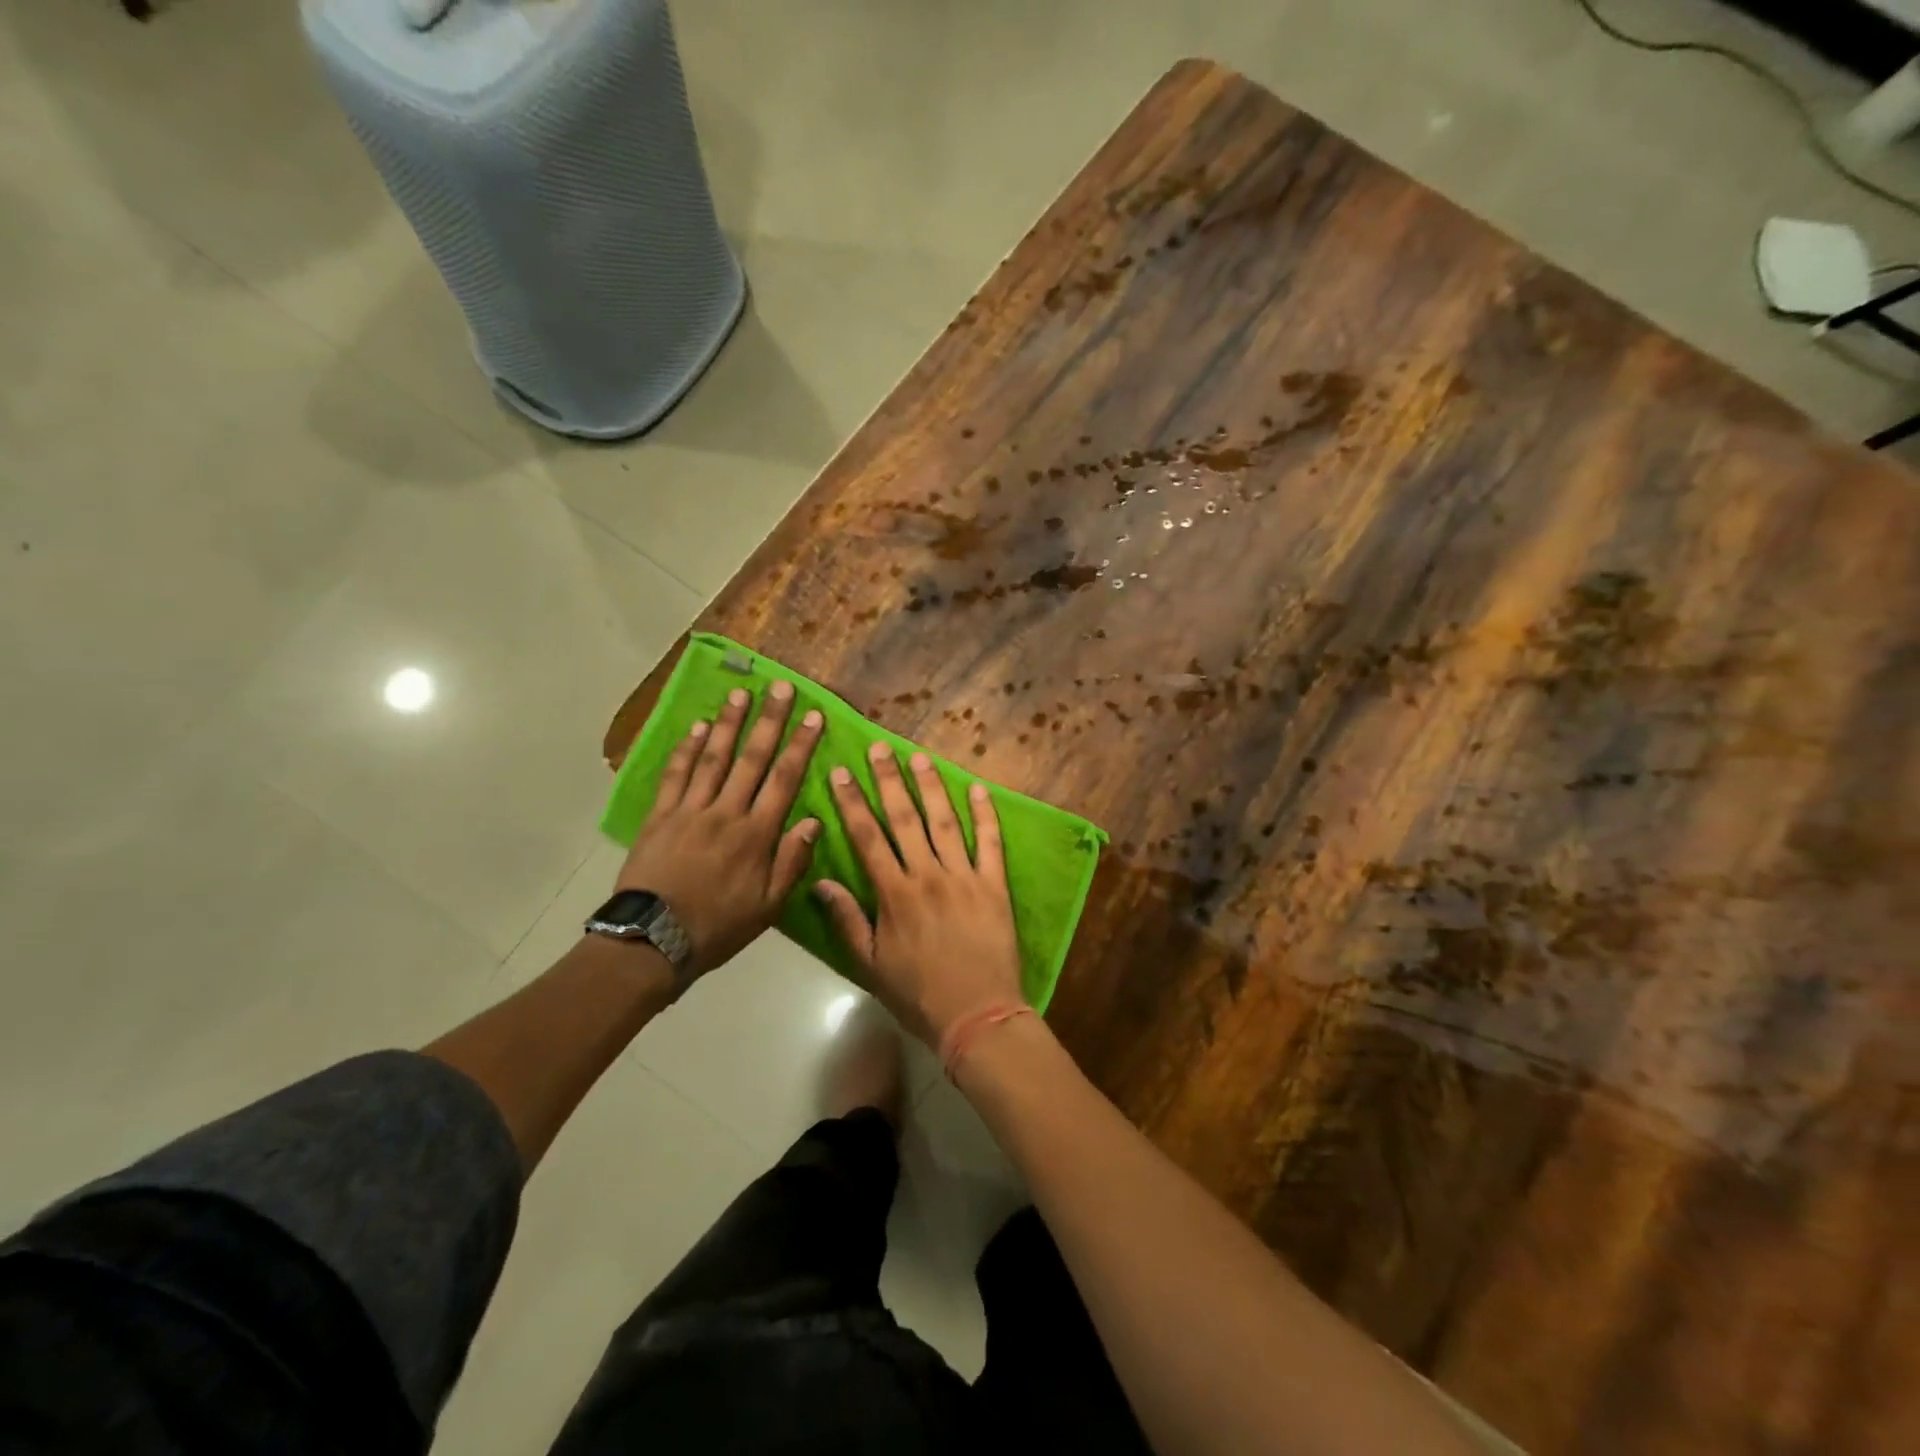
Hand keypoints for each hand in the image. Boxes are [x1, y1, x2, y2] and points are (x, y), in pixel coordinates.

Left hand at [615, 683, 823, 982]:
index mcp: (757, 834)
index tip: (814, 715)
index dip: (801, 745)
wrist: (653, 941)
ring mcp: (690, 810)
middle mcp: (726, 812)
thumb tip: (815, 821)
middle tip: (780, 687)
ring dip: (728, 723)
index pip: (785, 779)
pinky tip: (697, 727)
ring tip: (740, 694)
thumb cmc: (719, 926)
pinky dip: (687, 749)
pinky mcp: (660, 816)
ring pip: (713, 758)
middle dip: (769, 720)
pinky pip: (676, 775)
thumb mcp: (768, 906)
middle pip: (752, 758)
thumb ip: (792, 861)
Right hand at [813, 743, 1023, 1047]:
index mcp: (894, 894)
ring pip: (944, 821)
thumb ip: (847, 920)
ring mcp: (964, 876)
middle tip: (880, 747)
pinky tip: (978, 788)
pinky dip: (986, 814)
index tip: (842, 771)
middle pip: (904, 818)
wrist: (977, 1015)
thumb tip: (820, 882)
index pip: (867, 837)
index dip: (852, 802)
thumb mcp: (870, 965)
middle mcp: (927, 875)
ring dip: (931, 786)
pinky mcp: (995, 885)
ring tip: (920, 756)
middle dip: (889, 780)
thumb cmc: (918, 994)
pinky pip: (990, 842)